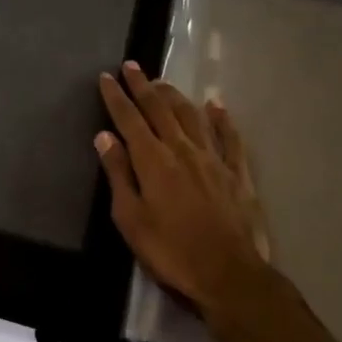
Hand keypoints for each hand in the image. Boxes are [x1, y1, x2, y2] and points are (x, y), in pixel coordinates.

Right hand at [95, 63, 284, 340]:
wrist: (228, 274)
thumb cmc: (171, 252)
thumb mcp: (131, 219)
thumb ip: (119, 174)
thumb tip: (105, 137)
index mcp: (153, 160)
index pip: (129, 119)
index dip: (116, 97)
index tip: (106, 77)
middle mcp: (182, 149)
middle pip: (160, 109)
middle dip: (143, 86)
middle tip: (131, 66)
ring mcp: (213, 158)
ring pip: (191, 116)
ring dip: (175, 96)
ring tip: (162, 82)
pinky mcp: (237, 172)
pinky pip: (229, 137)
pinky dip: (221, 118)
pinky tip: (216, 105)